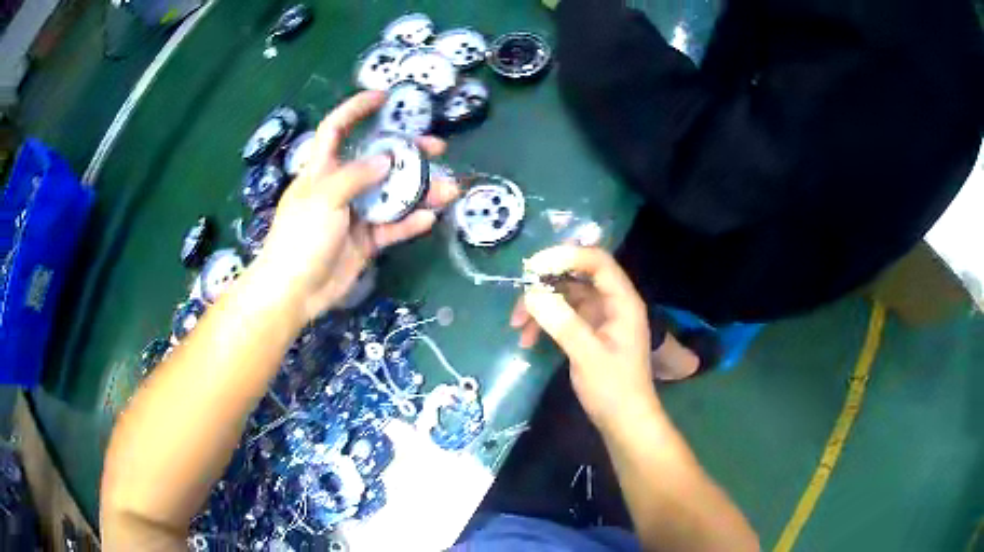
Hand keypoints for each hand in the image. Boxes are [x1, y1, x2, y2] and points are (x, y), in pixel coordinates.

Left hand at [257, 91, 458, 320]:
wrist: (294, 293)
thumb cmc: (299, 238)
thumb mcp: (323, 198)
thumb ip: (355, 176)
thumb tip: (387, 159)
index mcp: (322, 170)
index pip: (336, 129)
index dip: (356, 109)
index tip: (384, 98)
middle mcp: (340, 187)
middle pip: (377, 162)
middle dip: (406, 152)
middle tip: (437, 148)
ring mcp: (354, 215)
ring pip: (391, 196)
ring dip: (419, 192)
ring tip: (448, 190)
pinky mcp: (365, 241)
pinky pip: (392, 227)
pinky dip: (409, 223)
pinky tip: (428, 218)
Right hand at [516, 246, 656, 428]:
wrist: (623, 422)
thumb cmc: (613, 389)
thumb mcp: (587, 355)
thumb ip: (562, 323)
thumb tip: (532, 293)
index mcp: (622, 302)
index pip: (597, 262)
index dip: (567, 256)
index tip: (534, 266)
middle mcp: (612, 304)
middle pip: (578, 276)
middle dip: (547, 283)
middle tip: (520, 293)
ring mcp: (600, 318)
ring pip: (566, 297)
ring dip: (541, 306)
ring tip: (516, 325)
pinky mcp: (589, 333)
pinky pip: (563, 316)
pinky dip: (545, 323)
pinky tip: (526, 339)